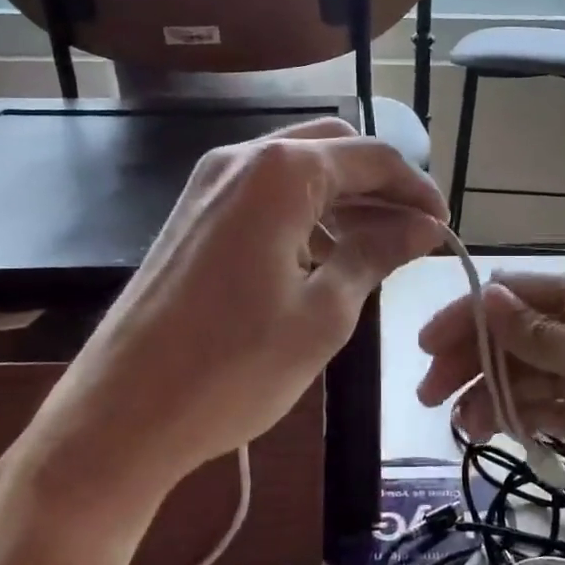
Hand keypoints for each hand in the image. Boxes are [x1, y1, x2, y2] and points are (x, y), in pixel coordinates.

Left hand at [2, 118, 446, 532]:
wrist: (120, 415)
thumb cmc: (233, 368)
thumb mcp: (325, 313)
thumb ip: (377, 253)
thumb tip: (424, 226)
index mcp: (281, 172)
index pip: (372, 157)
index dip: (417, 189)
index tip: (444, 228)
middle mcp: (243, 159)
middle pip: (334, 149)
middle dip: (381, 185)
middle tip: (413, 234)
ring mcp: (210, 183)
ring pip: (299, 168)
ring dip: (344, 197)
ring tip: (377, 247)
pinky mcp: (194, 213)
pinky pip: (266, 192)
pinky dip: (306, 210)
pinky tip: (324, 253)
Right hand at [416, 272, 564, 549]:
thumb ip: (545, 336)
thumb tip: (487, 295)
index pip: (516, 297)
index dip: (467, 317)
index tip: (426, 348)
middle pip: (510, 334)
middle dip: (468, 357)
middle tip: (428, 394)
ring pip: (519, 373)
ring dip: (484, 391)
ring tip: (458, 424)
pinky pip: (537, 407)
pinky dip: (509, 415)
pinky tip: (485, 431)